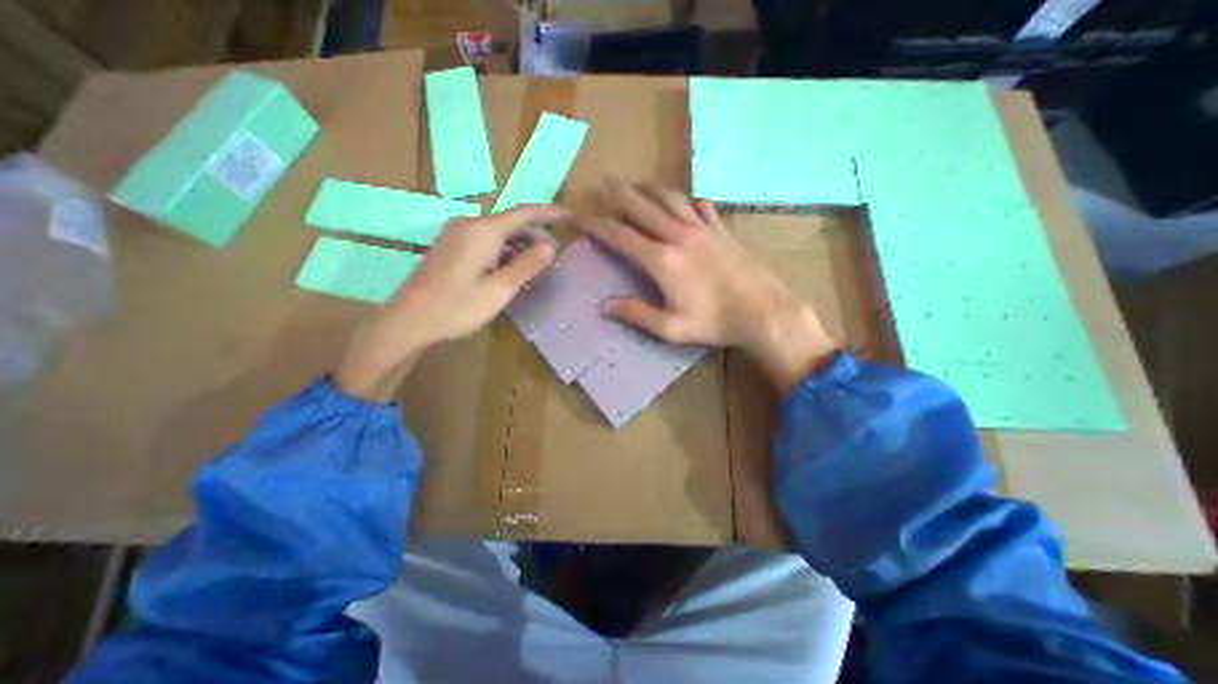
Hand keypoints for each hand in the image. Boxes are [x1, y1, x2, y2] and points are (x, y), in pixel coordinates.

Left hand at [331, 208, 559, 400]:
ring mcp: (457, 234)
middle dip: (536, 233)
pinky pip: (486, 241)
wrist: (409, 320)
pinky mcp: (451, 247)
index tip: (571, 217)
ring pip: (499, 232)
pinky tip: (511, 268)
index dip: (550, 213)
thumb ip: (527, 265)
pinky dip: (504, 250)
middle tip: (556, 253)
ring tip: (538, 264)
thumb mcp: (500, 289)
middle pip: (511, 221)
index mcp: (483, 231)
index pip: (525, 213)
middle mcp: (469, 225)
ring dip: (520, 244)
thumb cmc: (458, 307)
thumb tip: (551, 245)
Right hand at [581, 181, 839, 395]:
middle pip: (642, 207)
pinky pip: (702, 207)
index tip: (579, 215)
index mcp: (661, 260)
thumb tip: (605, 307)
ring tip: (638, 182)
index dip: (596, 224)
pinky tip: (687, 201)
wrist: (763, 311)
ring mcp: (702, 230)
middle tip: (604, 183)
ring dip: (650, 189)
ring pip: (670, 199)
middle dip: (620, 194)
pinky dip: (689, 201)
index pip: (620, 236)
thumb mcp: (671, 327)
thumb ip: (637, 314)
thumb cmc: (714, 323)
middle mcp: (678, 236)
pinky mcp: (722, 231)